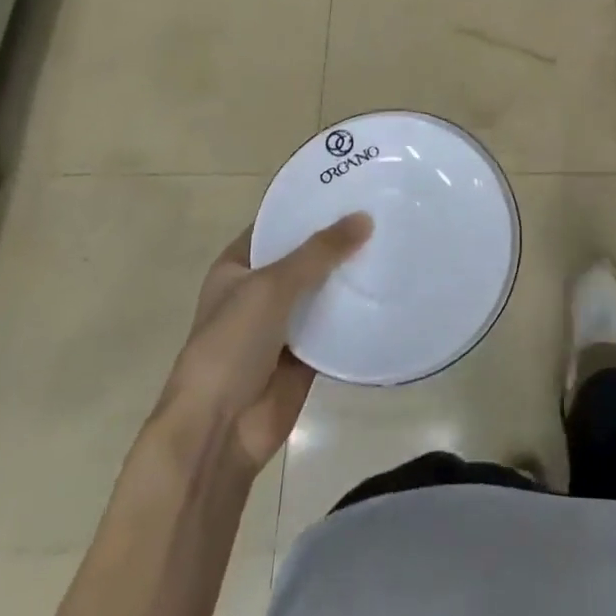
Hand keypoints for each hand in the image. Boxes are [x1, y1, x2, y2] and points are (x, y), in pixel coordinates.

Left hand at [159, 213, 372, 474]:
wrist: (219, 429)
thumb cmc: (231, 345)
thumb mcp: (271, 286)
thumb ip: (319, 252)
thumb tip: (365, 217)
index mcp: (237, 266)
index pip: (276, 224)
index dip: (308, 206)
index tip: (350, 186)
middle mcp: (259, 290)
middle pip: (304, 256)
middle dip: (338, 239)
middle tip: (384, 210)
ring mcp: (283, 323)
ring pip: (323, 290)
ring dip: (351, 274)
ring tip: (395, 242)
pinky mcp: (306, 354)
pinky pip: (335, 325)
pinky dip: (356, 312)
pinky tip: (390, 290)